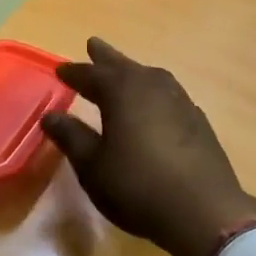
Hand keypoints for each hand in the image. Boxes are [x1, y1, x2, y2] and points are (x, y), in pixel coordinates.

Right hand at [42, 38, 255, 255]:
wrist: (203, 210)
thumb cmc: (138, 186)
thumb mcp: (93, 166)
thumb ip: (72, 137)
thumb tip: (51, 115)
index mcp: (123, 92)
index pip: (92, 74)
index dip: (74, 73)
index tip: (60, 70)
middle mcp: (152, 86)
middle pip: (124, 66)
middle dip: (106, 58)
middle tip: (93, 45)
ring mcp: (180, 101)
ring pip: (150, 77)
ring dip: (133, 72)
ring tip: (124, 72)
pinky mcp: (198, 120)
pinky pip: (168, 94)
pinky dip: (154, 93)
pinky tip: (154, 105)